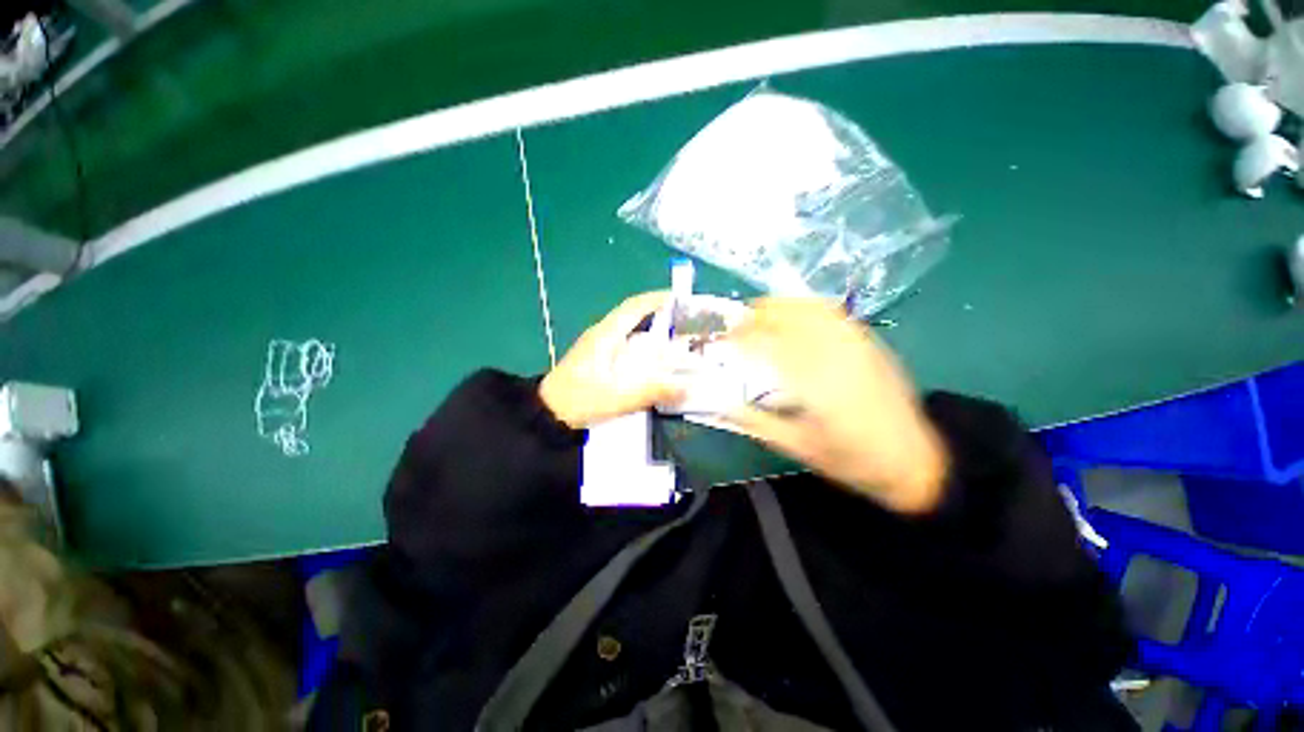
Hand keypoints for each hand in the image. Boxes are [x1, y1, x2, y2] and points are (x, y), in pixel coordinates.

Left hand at [539, 292, 684, 428]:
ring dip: (651, 336)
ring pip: (629, 335)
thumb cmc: (581, 399)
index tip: (680, 299)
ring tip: (675, 347)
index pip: (634, 306)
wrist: (548, 415)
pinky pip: (624, 349)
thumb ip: (654, 391)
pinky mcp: (595, 362)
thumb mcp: (620, 396)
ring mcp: (597, 348)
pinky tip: (652, 367)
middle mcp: (602, 335)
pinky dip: (641, 352)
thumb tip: (688, 388)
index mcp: (606, 335)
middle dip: (660, 319)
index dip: (657, 299)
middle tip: (685, 328)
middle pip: (634, 318)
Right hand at [725, 298, 948, 513]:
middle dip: (755, 317)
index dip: (740, 339)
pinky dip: (804, 305)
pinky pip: (831, 311)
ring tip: (756, 313)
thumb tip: (721, 404)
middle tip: (733, 325)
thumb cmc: (851, 459)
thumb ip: (755, 423)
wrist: (913, 457)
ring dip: (778, 306)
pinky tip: (792, 312)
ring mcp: (855, 344)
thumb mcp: (797, 447)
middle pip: (789, 320)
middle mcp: (836, 356)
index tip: (721, 341)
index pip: (769, 348)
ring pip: (810, 309)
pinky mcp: (867, 340)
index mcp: (816, 386)